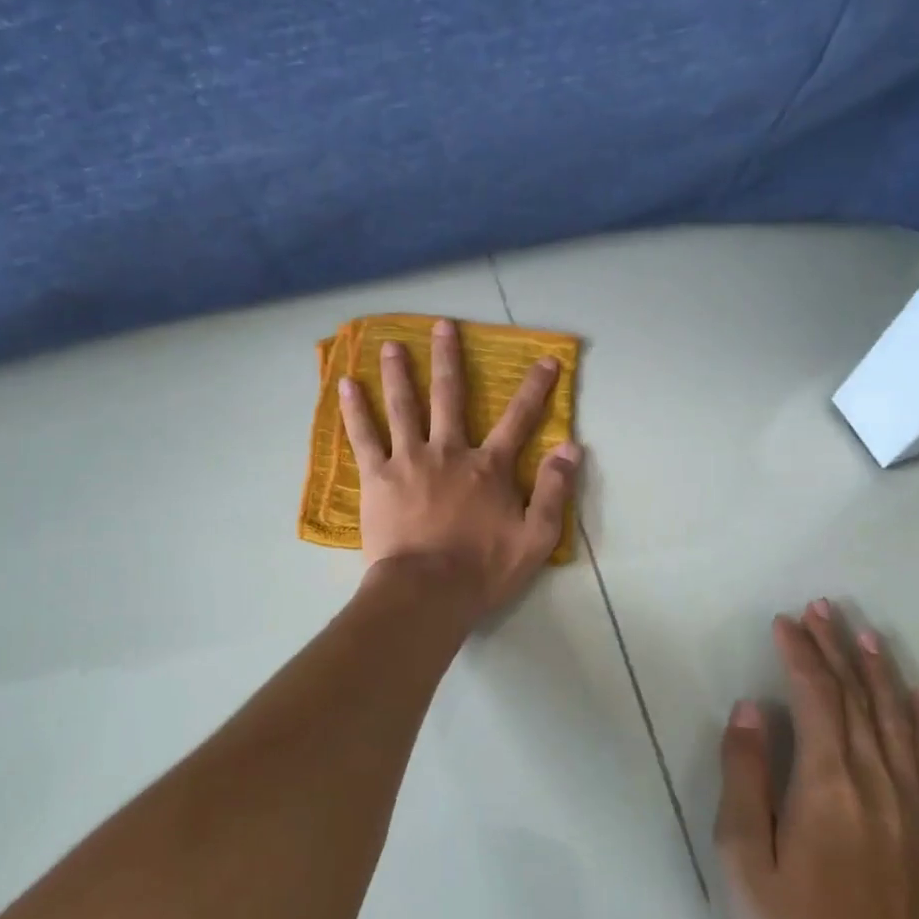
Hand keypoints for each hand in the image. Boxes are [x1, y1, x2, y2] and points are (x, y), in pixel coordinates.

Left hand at [338, 319, 580, 618]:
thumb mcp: (535, 537)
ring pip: (404, 406)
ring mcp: (409, 460)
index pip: (518, 420)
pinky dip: (355, 409)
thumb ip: (553, 490)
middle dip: (448, 358)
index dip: (535, 389)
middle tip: (442, 325)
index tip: (546, 360)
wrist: (426, 593)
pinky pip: (364, 436)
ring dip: (398, 372)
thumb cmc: (483, 570)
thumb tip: (572, 447)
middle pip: (450, 396)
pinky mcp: (377, 477)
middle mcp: (449, 452)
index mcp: (488, 467)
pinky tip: (346, 385)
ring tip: (391, 344)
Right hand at [717, 602, 918, 918]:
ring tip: (865, 632)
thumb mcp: (745, 856)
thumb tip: (752, 710)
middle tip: (822, 607)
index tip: (784, 621)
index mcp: (828, 785)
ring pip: (896, 720)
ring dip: (879, 671)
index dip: (801, 653)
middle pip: (857, 698)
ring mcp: (913, 809)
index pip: (817, 697)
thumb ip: (746, 775)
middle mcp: (877, 784)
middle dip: (836, 647)